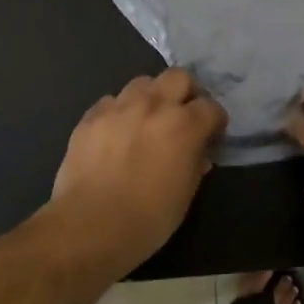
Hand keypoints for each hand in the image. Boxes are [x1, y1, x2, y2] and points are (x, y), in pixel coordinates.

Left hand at [43, 69, 226, 274]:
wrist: (89, 226)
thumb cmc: (147, 219)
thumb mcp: (185, 195)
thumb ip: (195, 164)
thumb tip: (198, 153)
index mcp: (184, 125)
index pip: (211, 107)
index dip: (215, 121)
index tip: (212, 135)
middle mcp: (153, 105)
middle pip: (178, 77)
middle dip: (186, 93)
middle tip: (182, 116)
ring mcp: (118, 107)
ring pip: (143, 83)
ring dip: (151, 97)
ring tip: (146, 120)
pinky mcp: (91, 116)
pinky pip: (111, 102)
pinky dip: (119, 112)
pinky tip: (116, 133)